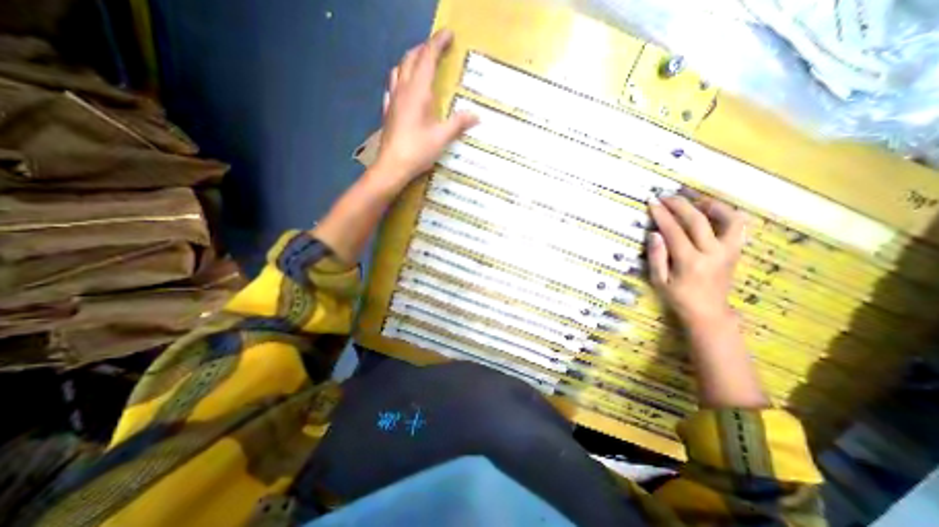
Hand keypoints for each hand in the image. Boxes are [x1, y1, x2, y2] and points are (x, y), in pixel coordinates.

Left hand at [374, 29, 478, 188]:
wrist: (392, 166)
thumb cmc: (418, 150)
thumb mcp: (442, 138)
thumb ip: (458, 124)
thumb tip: (476, 116)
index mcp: (418, 92)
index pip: (427, 58)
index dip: (438, 43)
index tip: (449, 34)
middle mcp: (403, 90)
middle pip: (411, 59)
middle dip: (424, 48)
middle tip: (437, 48)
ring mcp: (393, 100)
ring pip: (399, 69)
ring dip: (410, 60)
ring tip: (421, 63)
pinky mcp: (388, 111)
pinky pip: (392, 86)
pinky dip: (401, 78)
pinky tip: (404, 87)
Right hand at [646, 195, 748, 327]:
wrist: (709, 312)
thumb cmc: (678, 298)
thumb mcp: (659, 281)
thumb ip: (656, 256)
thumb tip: (654, 233)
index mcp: (690, 262)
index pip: (674, 231)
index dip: (662, 215)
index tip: (652, 202)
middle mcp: (712, 253)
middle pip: (697, 220)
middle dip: (680, 205)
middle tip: (666, 196)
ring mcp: (728, 251)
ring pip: (727, 219)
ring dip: (710, 205)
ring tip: (694, 199)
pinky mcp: (735, 252)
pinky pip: (738, 227)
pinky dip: (728, 215)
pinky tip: (714, 211)